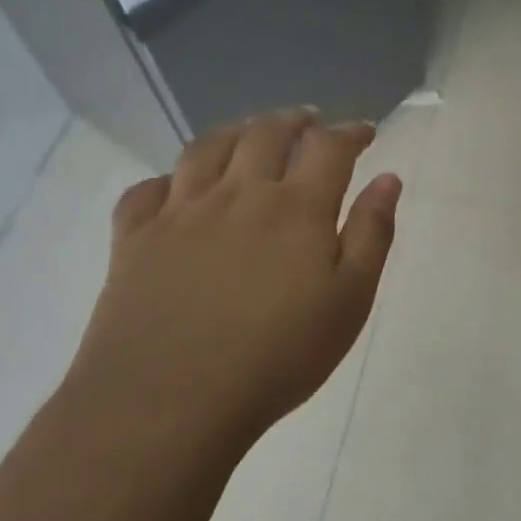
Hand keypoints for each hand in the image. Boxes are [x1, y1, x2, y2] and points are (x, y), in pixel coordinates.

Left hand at [61, 108, 401, 458]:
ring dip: (235, 131)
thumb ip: (372, 234)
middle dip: (293, 120)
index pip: (328, 147)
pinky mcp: (134, 239)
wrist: (169, 401)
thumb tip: (387, 178)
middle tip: (309, 120)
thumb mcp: (349, 301)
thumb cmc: (277, 357)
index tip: (364, 130)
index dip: (350, 132)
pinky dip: (167, 179)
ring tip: (250, 132)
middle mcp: (237, 194)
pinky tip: (176, 187)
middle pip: (266, 134)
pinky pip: (146, 190)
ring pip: (206, 148)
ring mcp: (179, 212)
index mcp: (295, 208)